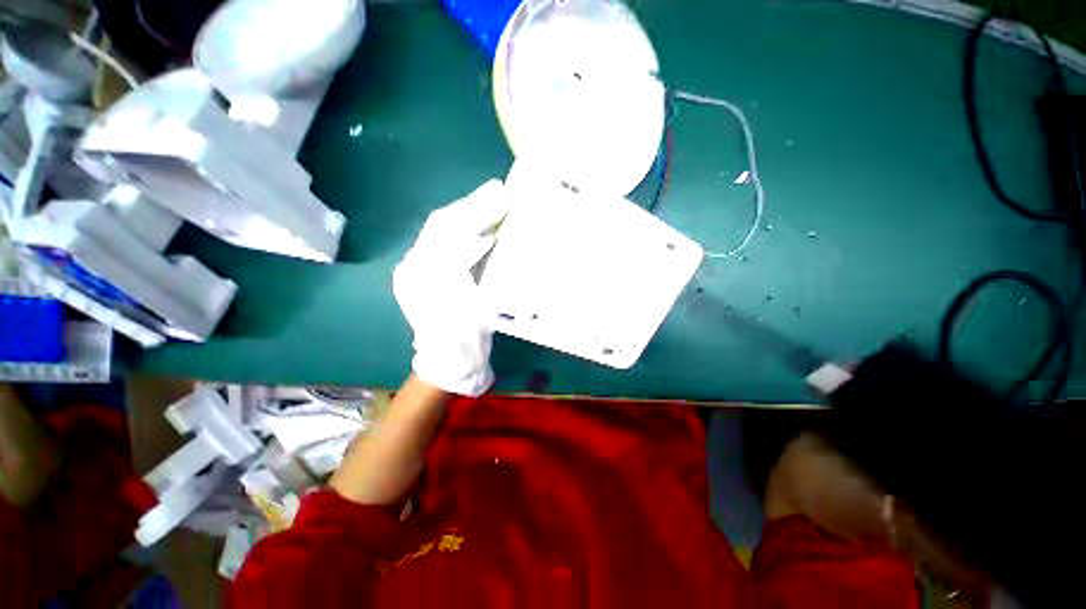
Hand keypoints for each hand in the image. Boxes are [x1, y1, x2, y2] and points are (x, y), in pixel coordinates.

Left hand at [393, 180, 509, 396]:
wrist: (450, 363)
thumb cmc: (464, 336)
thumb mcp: (473, 300)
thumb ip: (474, 268)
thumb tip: (490, 234)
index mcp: (424, 269)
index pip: (447, 227)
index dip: (474, 208)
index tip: (499, 193)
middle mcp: (418, 264)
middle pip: (444, 226)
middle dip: (472, 207)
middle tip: (498, 192)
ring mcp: (423, 271)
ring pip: (447, 235)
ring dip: (471, 219)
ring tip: (495, 205)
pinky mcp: (433, 278)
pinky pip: (452, 249)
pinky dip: (470, 237)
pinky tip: (487, 232)